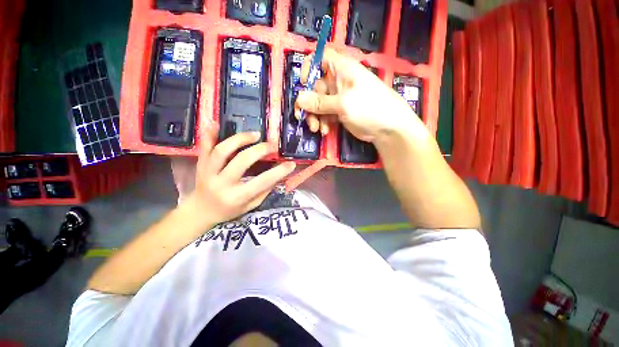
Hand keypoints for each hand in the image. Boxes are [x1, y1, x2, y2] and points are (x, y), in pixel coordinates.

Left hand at [184, 127, 295, 227]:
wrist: (200, 212)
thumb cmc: (229, 211)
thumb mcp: (251, 206)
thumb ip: (264, 190)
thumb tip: (278, 174)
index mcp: (237, 197)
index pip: (262, 182)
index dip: (279, 171)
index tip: (291, 164)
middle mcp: (222, 183)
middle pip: (242, 160)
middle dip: (260, 150)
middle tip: (272, 145)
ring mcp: (208, 173)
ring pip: (223, 150)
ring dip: (241, 139)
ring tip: (255, 135)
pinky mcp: (200, 165)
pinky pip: (203, 147)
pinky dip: (209, 134)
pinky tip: (216, 123)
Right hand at [294, 48, 417, 142]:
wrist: (388, 128)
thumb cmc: (369, 108)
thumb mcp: (343, 104)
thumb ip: (320, 102)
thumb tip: (299, 99)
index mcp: (341, 69)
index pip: (321, 57)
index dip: (309, 67)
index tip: (303, 83)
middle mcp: (338, 81)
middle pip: (315, 86)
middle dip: (309, 103)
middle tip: (303, 118)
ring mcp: (339, 98)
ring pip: (318, 103)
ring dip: (314, 116)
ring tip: (316, 129)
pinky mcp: (340, 111)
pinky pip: (325, 114)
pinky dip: (322, 122)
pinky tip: (325, 131)